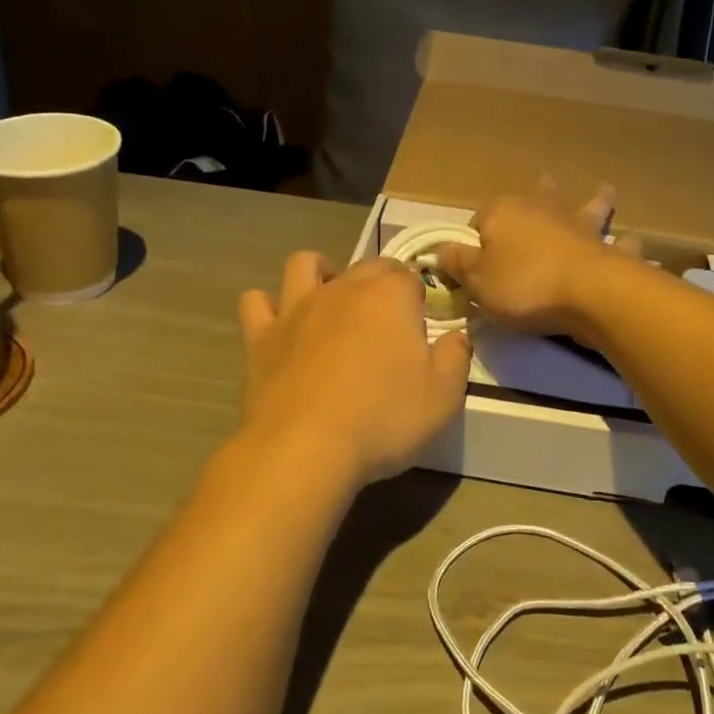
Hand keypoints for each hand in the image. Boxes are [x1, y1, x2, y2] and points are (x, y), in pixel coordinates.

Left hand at [238, 253, 472, 487]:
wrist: (306, 448)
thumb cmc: (383, 419)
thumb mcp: (444, 395)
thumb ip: (456, 357)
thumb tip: (457, 336)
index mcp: (389, 296)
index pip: (410, 276)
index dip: (420, 298)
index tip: (422, 327)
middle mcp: (342, 288)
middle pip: (366, 266)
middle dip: (381, 282)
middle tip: (388, 324)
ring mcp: (296, 308)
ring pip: (305, 265)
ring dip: (320, 273)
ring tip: (331, 301)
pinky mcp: (261, 336)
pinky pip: (256, 302)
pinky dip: (268, 307)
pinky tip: (280, 325)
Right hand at [438, 182, 634, 336]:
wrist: (589, 294)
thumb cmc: (523, 284)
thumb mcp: (476, 279)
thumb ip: (456, 263)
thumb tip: (442, 251)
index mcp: (504, 212)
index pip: (480, 218)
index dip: (474, 239)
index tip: (471, 264)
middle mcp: (544, 210)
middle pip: (538, 196)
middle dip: (540, 191)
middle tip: (544, 181)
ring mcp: (581, 228)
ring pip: (588, 207)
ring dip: (596, 201)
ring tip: (605, 190)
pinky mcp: (609, 251)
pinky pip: (620, 245)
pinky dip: (624, 245)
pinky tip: (630, 244)